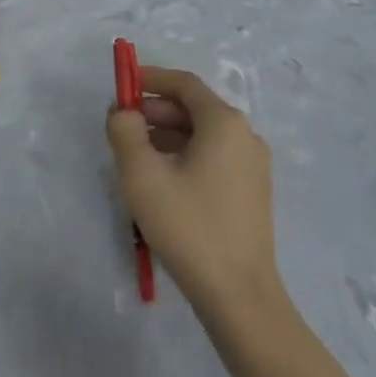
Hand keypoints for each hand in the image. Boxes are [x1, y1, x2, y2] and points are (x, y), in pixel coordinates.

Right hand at [106, 66, 280, 315]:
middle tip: (122, 128)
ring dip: (167, 136)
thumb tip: (125, 114)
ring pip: (202, 136)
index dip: (151, 78)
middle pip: (194, 108)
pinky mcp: (252, 193)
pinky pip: (213, 158)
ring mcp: (253, 166)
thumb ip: (125, 131)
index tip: (122, 86)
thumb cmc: (189, 226)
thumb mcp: (142, 174)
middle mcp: (245, 135)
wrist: (239, 297)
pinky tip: (162, 183)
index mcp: (224, 122)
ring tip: (135, 159)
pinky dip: (185, 157)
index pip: (184, 83)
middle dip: (155, 111)